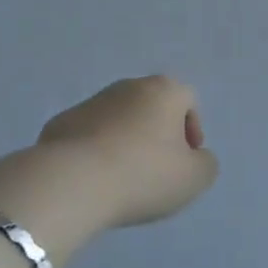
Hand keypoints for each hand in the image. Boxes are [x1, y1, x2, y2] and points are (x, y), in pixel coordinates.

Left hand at [36, 76, 218, 229]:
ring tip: (123, 179)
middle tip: (157, 170)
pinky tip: (94, 180)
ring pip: (119, 119)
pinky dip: (96, 151)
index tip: (185, 161)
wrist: (73, 181)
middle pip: (152, 106)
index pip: (188, 100)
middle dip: (158, 134)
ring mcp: (92, 101)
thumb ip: (205, 164)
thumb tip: (196, 157)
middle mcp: (129, 86)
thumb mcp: (194, 179)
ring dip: (125, 141)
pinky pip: (89, 135)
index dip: (192, 129)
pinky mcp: (62, 122)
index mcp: (164, 90)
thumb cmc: (143, 174)